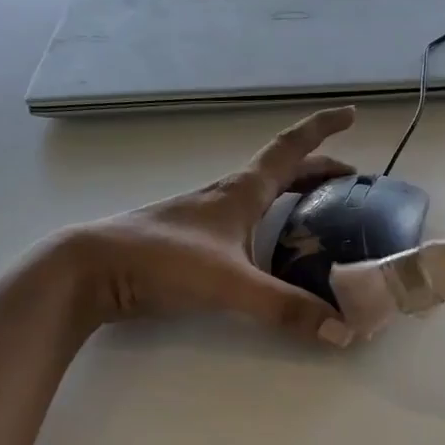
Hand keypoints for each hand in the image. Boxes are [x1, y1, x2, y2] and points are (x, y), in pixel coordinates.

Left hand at [59, 106, 359, 345]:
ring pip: (263, 196)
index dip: (323, 129)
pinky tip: (274, 251)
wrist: (92, 271)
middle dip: (319, 171)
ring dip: (295, 195)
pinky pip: (247, 222)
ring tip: (322, 214)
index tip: (351, 114)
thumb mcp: (230, 283)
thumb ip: (285, 308)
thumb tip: (342, 330)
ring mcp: (208, 218)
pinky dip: (272, 223)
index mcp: (241, 192)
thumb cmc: (162, 260)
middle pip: (282, 172)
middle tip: (352, 183)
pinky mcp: (195, 242)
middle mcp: (228, 197)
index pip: (291, 149)